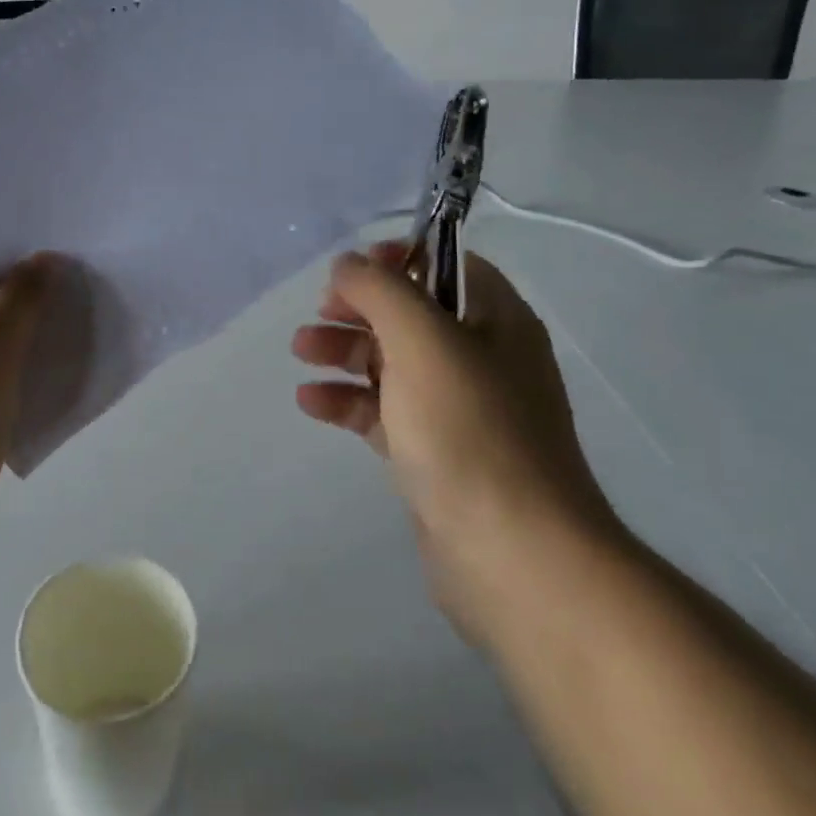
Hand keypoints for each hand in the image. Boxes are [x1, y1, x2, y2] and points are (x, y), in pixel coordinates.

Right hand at [292, 242, 617, 630]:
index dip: (399, 258)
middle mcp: (483, 358)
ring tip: (301, 352)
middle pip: (412, 314)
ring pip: (393, 363)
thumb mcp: (422, 339)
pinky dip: (349, 401)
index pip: (448, 265)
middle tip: (319, 313)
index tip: (352, 269)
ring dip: (345, 351)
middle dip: (360, 308)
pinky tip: (311, 402)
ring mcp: (460, 410)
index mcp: (498, 320)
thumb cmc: (470, 429)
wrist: (514, 557)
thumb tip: (349, 263)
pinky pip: (385, 412)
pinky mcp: (435, 454)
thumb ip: (380, 289)